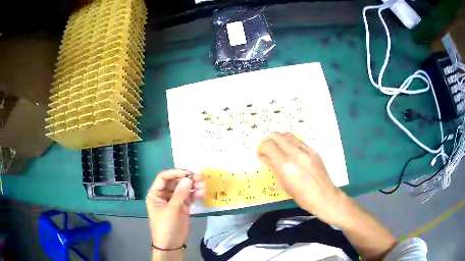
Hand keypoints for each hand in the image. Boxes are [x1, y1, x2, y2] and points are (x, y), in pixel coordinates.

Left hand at [146, 169, 204, 248]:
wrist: (171, 244)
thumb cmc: (166, 226)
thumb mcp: (172, 210)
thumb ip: (180, 194)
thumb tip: (188, 179)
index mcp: (155, 193)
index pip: (164, 178)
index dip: (175, 173)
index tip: (188, 173)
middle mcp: (164, 195)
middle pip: (175, 182)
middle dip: (187, 179)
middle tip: (199, 178)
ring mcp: (174, 200)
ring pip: (183, 188)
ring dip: (193, 186)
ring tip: (203, 185)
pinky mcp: (183, 207)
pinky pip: (189, 197)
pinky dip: (195, 194)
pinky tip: (202, 192)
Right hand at [256, 132, 345, 224]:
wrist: (323, 196)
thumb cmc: (301, 196)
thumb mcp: (283, 184)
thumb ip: (273, 167)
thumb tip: (265, 157)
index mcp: (285, 165)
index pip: (268, 145)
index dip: (260, 148)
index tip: (260, 155)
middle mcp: (295, 153)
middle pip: (276, 136)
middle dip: (268, 141)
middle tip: (267, 150)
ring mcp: (306, 150)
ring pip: (287, 135)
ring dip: (279, 139)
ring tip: (278, 149)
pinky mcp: (313, 150)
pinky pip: (298, 141)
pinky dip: (290, 143)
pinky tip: (291, 153)